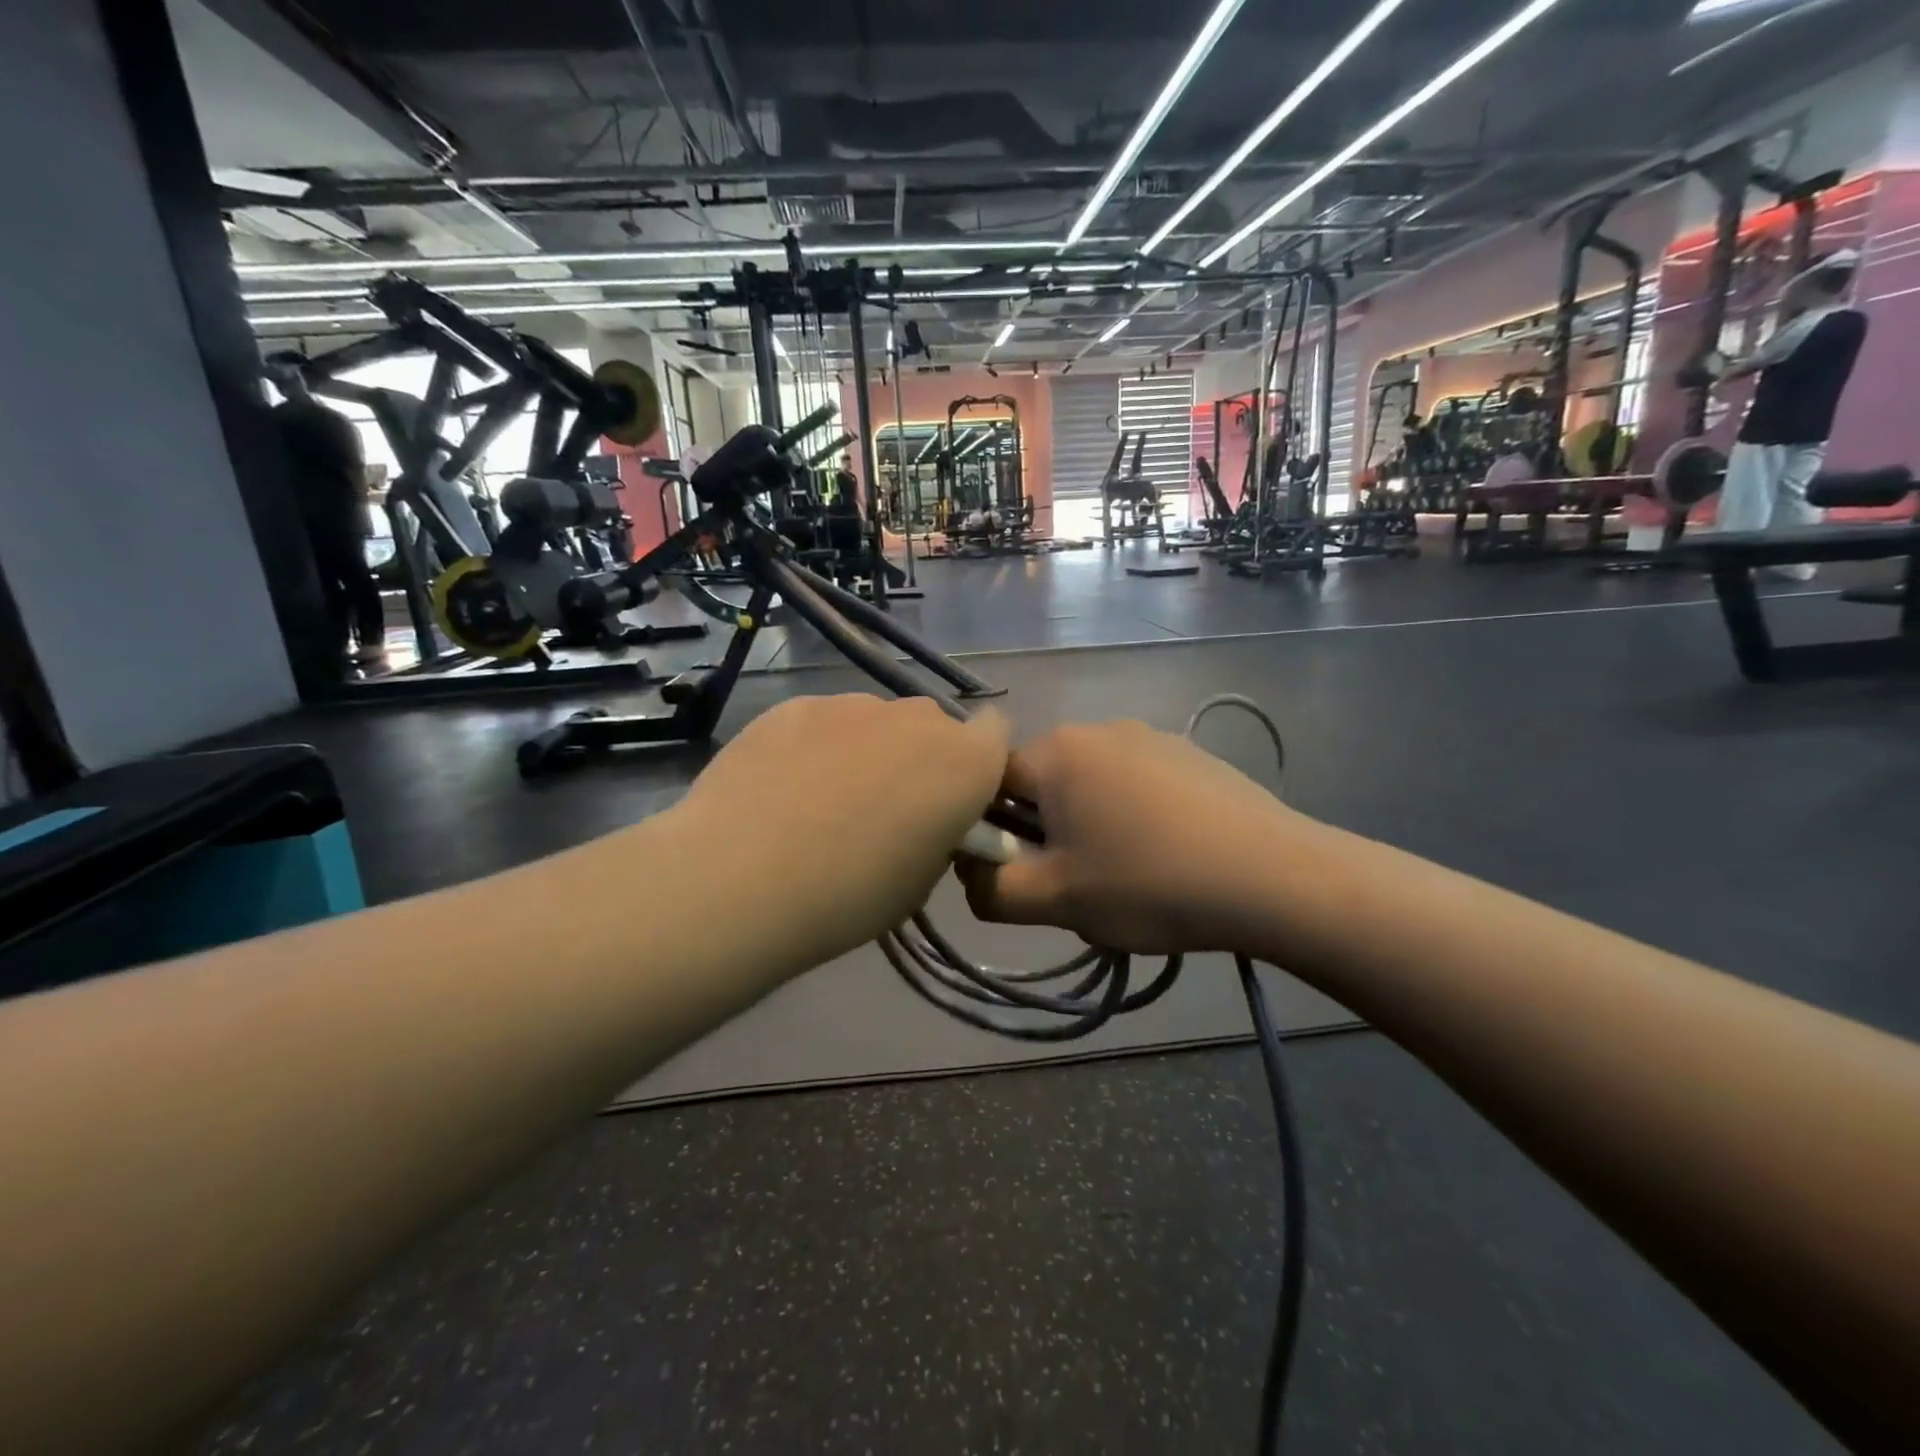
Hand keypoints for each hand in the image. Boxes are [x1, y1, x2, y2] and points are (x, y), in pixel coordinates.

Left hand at [665, 695, 1009, 976]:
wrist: (742, 878)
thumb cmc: (850, 895)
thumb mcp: (921, 882)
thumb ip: (939, 834)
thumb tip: (925, 818)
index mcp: (965, 761)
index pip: (996, 733)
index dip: (978, 763)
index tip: (953, 799)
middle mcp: (916, 718)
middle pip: (933, 726)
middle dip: (920, 758)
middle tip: (884, 807)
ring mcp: (852, 704)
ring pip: (876, 722)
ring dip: (866, 751)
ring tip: (821, 802)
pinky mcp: (796, 705)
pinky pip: (824, 722)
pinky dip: (815, 747)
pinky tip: (781, 789)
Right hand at [958, 720, 1330, 955]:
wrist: (1274, 876)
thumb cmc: (1149, 884)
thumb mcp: (1054, 901)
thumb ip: (988, 889)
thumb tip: (971, 870)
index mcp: (1057, 751)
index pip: (990, 781)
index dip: (994, 831)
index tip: (1025, 872)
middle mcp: (1098, 728)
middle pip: (1041, 783)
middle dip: (1045, 832)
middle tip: (1078, 883)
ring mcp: (1149, 735)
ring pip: (1088, 785)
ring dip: (1088, 826)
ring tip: (1128, 875)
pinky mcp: (1187, 753)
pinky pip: (1134, 783)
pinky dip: (1132, 816)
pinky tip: (1167, 855)